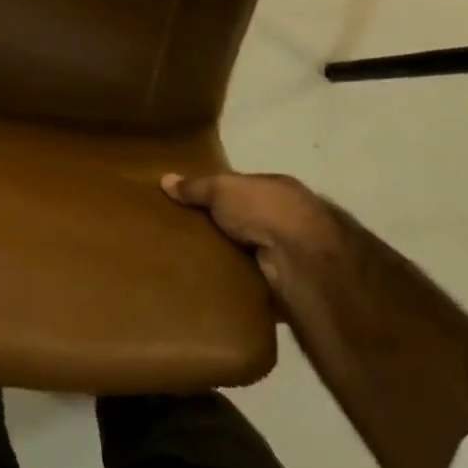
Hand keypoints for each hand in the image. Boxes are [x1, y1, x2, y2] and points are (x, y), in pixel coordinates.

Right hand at [162, 171, 346, 298]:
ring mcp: (293, 252)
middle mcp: (290, 218)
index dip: (221, 194)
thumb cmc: (264, 211)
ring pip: (254, 252)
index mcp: (278, 188)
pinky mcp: (288, 283)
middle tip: (188, 236)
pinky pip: (257, 282)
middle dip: (227, 228)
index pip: (246, 188)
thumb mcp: (222, 189)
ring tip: (195, 263)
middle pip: (250, 220)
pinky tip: (216, 288)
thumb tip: (164, 179)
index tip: (193, 204)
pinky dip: (241, 285)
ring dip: (234, 258)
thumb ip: (196, 186)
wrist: (302, 260)